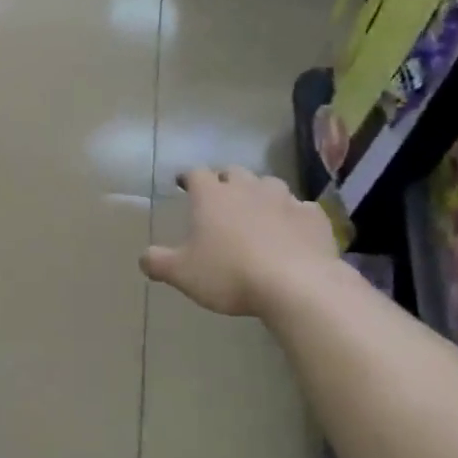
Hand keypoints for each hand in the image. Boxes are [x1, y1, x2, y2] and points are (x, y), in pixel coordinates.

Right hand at [142, 167, 340, 317]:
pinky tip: (291, 230)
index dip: (188, 177)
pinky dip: (292, 215)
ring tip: (256, 210)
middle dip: (225, 180)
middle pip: (234, 172)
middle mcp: (248, 188)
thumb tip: (143, 257)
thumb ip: (158, 262)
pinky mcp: (313, 217)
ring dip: (259, 193)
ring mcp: (284, 199)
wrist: (297, 284)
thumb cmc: (230, 274)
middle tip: (219, 196)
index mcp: (212, 196)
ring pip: (269, 184)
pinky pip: (300, 208)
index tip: (183, 182)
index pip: (196, 174)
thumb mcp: (182, 274)